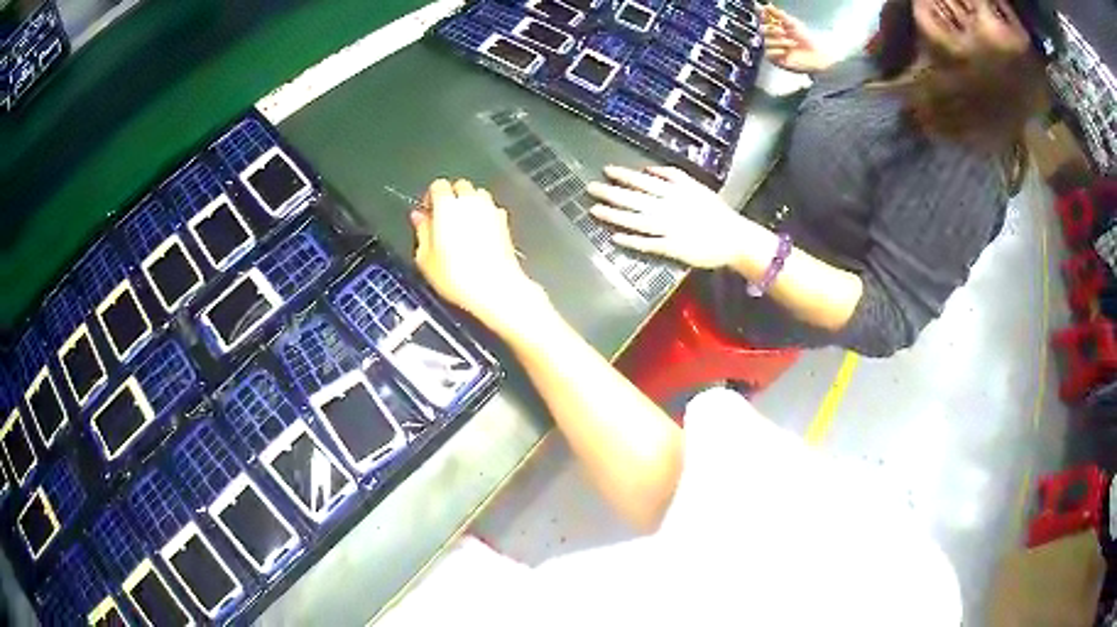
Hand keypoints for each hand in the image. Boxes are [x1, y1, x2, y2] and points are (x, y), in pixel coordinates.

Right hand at [411, 179, 549, 335]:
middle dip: (451, 197)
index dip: (431, 197)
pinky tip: (479, 235)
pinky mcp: (504, 223)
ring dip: (469, 204)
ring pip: (478, 195)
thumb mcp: (425, 258)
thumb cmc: (457, 276)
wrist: (495, 288)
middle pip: (460, 186)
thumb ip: (421, 232)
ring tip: (462, 226)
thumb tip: (418, 217)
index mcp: (447, 206)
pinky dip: (485, 215)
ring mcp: (490, 210)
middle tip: (444, 219)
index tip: (428, 212)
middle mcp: (470, 202)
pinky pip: (492, 209)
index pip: (438, 185)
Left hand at [587, 165, 755, 269]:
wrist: (734, 238)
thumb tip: (649, 170)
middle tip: (590, 189)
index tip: (606, 171)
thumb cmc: (717, 212)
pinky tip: (615, 237)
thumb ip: (673, 176)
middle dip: (611, 193)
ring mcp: (669, 228)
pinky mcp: (672, 248)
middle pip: (634, 199)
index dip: (624, 176)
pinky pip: (648, 243)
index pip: (644, 181)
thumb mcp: (696, 186)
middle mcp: (668, 208)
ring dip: (614, 215)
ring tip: (595, 211)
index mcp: (675, 192)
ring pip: (636, 220)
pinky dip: (632, 240)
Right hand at [762, 4, 832, 73]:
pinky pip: (768, 53)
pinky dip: (778, 51)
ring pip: (766, 41)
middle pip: (762, 29)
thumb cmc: (807, 41)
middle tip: (783, 32)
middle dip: (773, 30)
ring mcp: (774, 48)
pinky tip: (787, 52)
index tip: (765, 14)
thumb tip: (767, 6)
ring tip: (791, 44)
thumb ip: (779, 14)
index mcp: (776, 26)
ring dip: (780, 42)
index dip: (763, 16)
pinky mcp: (775, 59)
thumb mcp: (793, 23)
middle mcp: (773, 36)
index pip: (764, 19)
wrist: (815, 56)